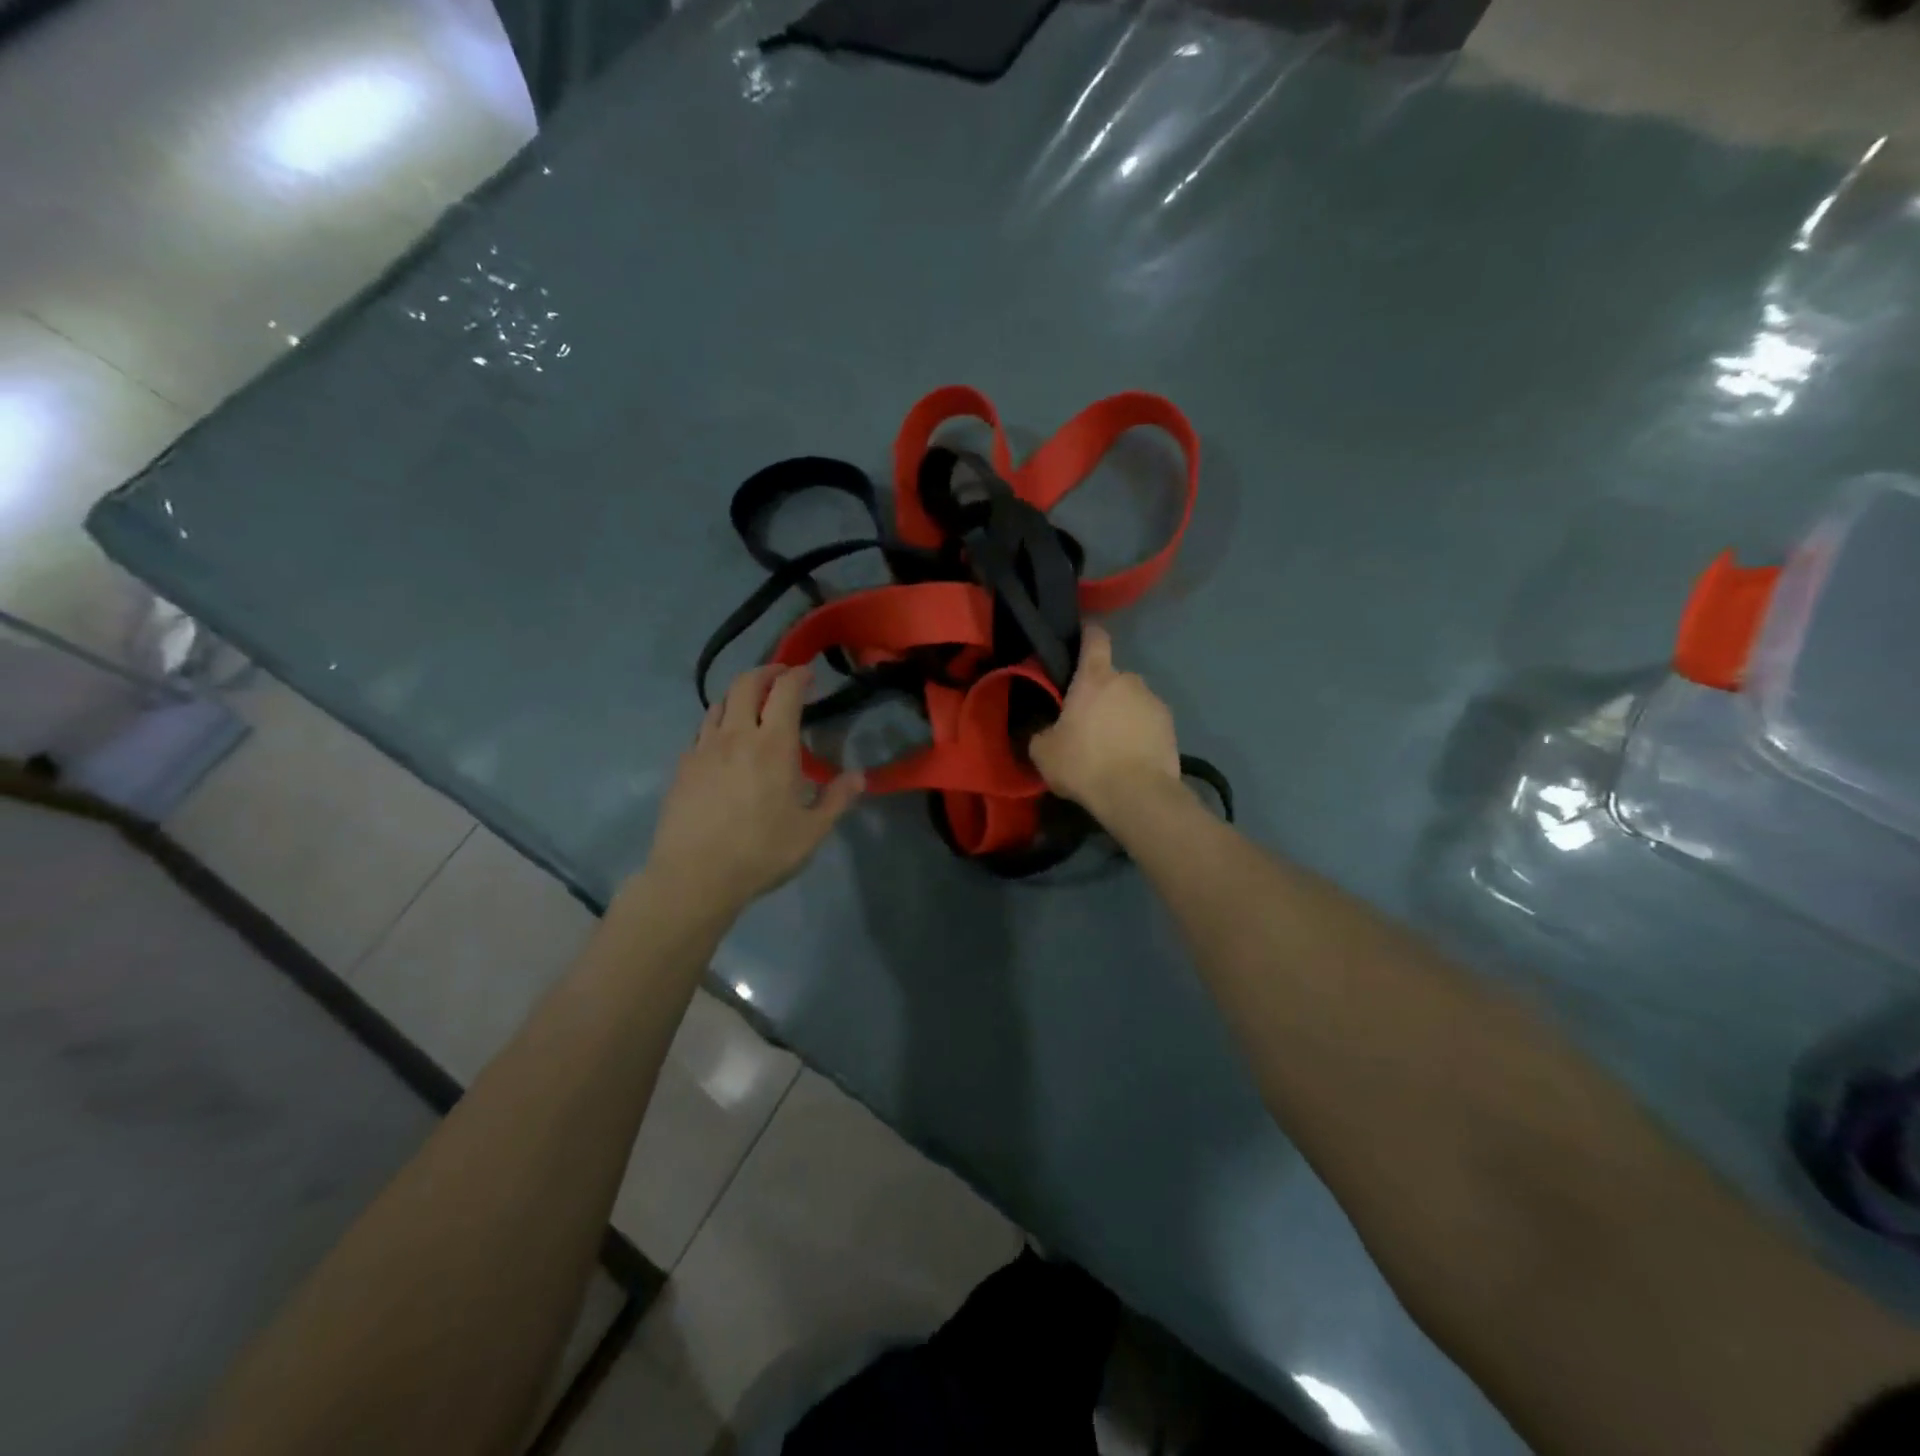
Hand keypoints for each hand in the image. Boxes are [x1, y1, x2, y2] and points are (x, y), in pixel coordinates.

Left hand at [645, 665, 862, 915]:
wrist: (695, 876)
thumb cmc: (761, 852)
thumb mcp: (811, 832)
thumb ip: (837, 799)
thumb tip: (860, 776)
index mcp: (773, 746)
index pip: (785, 691)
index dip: (798, 675)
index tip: (808, 674)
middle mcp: (736, 736)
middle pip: (746, 683)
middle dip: (766, 671)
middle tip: (781, 677)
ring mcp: (704, 749)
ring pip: (720, 703)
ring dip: (740, 695)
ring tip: (752, 706)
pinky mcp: (683, 766)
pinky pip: (702, 731)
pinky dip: (719, 723)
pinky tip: (725, 744)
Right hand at [1029, 625, 1182, 819]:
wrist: (1137, 795)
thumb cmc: (1085, 764)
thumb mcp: (1043, 752)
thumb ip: (1041, 732)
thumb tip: (1044, 730)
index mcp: (1095, 677)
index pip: (1095, 638)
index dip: (1088, 635)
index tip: (1081, 640)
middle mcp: (1128, 680)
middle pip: (1112, 677)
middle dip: (1101, 693)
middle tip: (1088, 721)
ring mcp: (1154, 702)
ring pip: (1132, 701)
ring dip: (1122, 715)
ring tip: (1111, 745)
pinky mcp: (1171, 727)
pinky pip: (1148, 723)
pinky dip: (1140, 733)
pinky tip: (1130, 758)